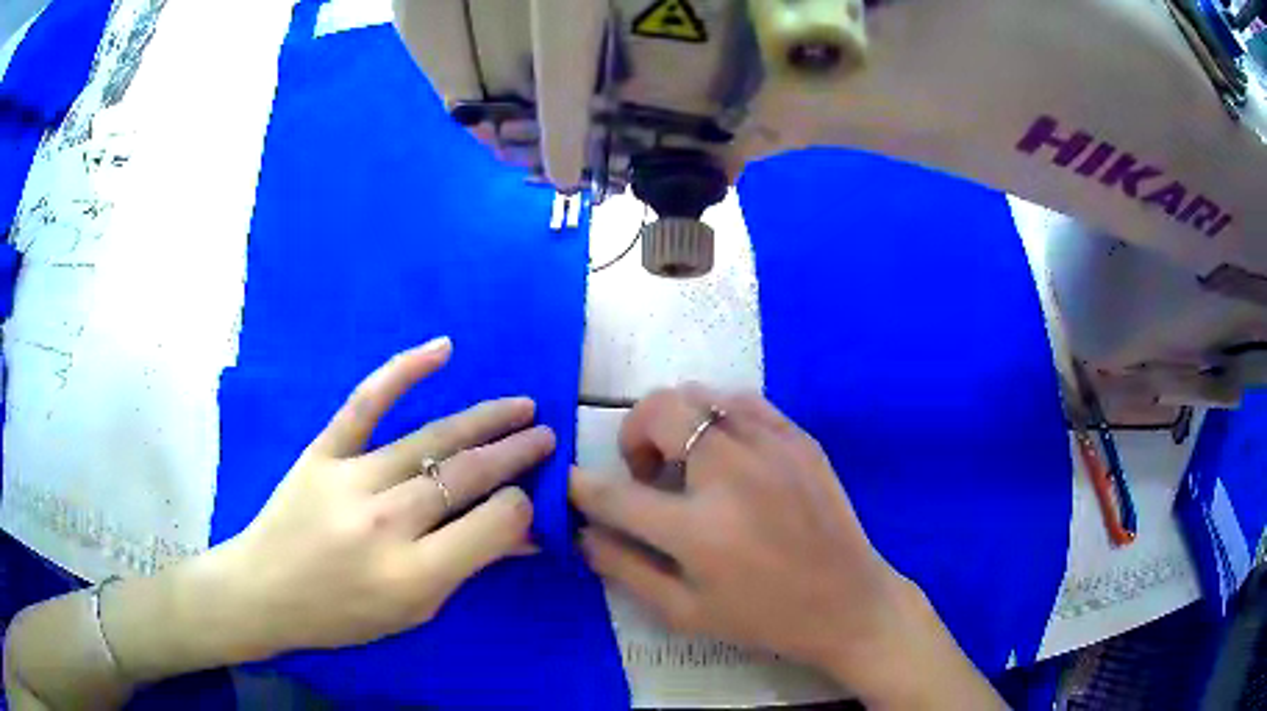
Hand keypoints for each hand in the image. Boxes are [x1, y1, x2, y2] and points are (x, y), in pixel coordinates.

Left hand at [216, 336, 552, 656]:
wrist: (264, 591)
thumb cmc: (342, 615)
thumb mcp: (413, 611)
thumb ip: (467, 567)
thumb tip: (524, 533)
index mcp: (412, 575)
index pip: (492, 523)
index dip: (521, 505)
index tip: (530, 496)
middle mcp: (386, 523)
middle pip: (466, 476)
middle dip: (516, 453)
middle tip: (545, 436)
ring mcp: (351, 479)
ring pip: (431, 439)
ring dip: (484, 420)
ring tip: (521, 407)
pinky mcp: (322, 451)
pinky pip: (366, 404)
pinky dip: (403, 371)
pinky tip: (443, 350)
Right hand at [570, 385, 1003, 708]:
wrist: (848, 602)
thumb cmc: (765, 617)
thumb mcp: (686, 612)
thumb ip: (626, 569)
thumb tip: (583, 533)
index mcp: (699, 531)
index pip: (615, 495)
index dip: (581, 487)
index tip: (571, 482)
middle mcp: (732, 475)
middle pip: (657, 412)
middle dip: (631, 435)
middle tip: (644, 472)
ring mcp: (771, 447)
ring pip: (698, 394)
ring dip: (674, 421)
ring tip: (687, 460)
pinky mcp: (798, 438)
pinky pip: (742, 400)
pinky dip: (717, 415)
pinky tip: (726, 449)